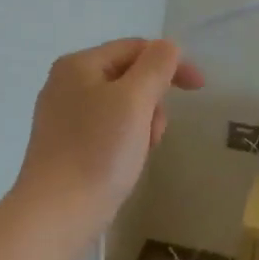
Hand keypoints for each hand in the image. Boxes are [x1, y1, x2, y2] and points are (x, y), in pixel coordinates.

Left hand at [11, 37, 203, 244]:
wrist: (58, 212)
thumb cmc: (99, 152)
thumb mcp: (134, 101)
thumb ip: (156, 66)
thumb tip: (169, 47)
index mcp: (78, 65)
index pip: (135, 48)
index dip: (172, 62)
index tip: (200, 88)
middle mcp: (66, 84)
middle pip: (128, 77)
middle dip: (153, 100)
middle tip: (156, 132)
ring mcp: (63, 116)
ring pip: (121, 107)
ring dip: (142, 123)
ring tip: (140, 152)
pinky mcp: (66, 146)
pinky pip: (107, 130)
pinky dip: (125, 140)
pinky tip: (125, 163)